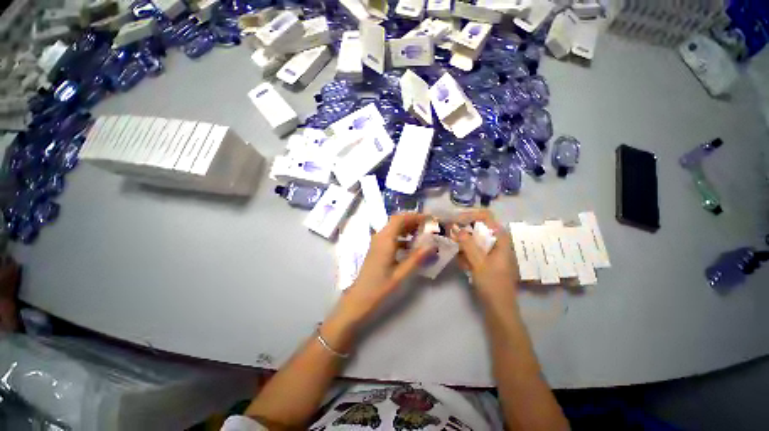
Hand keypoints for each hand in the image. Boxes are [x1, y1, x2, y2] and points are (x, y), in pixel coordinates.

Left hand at [337, 213, 435, 324]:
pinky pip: (391, 236)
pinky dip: (402, 236)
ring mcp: (377, 242)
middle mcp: (380, 237)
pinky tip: (411, 246)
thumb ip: (416, 258)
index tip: (428, 219)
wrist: (359, 297)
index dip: (414, 216)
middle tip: (427, 226)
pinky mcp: (377, 248)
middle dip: (412, 220)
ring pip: (393, 228)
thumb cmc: (379, 287)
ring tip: (422, 234)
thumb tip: (432, 246)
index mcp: (385, 240)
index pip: (399, 219)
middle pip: (396, 221)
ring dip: (407, 228)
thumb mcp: (400, 274)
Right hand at [450, 210, 519, 302]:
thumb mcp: (479, 262)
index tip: (454, 221)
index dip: (469, 215)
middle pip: (478, 228)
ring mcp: (491, 252)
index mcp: (500, 239)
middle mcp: (496, 242)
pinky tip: (463, 266)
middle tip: (449, 235)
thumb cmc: (493, 284)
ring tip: (456, 254)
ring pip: (473, 240)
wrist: (500, 310)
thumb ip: (467, 243)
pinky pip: (473, 252)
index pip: (486, 217)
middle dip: (463, 231)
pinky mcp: (486, 261)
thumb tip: (456, 227)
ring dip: (463, 244)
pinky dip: (466, 255)